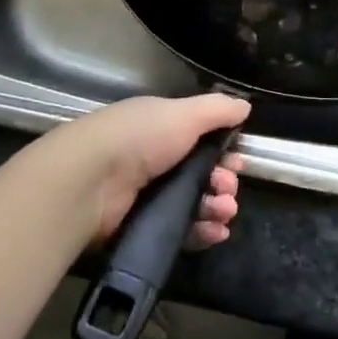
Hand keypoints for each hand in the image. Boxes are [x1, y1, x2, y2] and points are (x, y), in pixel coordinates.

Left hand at [42, 93, 249, 249]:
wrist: (92, 180)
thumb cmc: (140, 137)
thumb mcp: (183, 113)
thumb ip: (217, 109)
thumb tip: (245, 107)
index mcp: (162, 127)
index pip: (201, 139)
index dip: (223, 150)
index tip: (239, 160)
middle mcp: (156, 159)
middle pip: (201, 173)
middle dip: (224, 181)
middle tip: (230, 188)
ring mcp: (149, 195)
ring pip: (194, 203)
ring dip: (216, 207)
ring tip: (225, 211)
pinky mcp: (144, 227)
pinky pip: (181, 230)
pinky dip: (202, 231)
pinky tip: (217, 231)